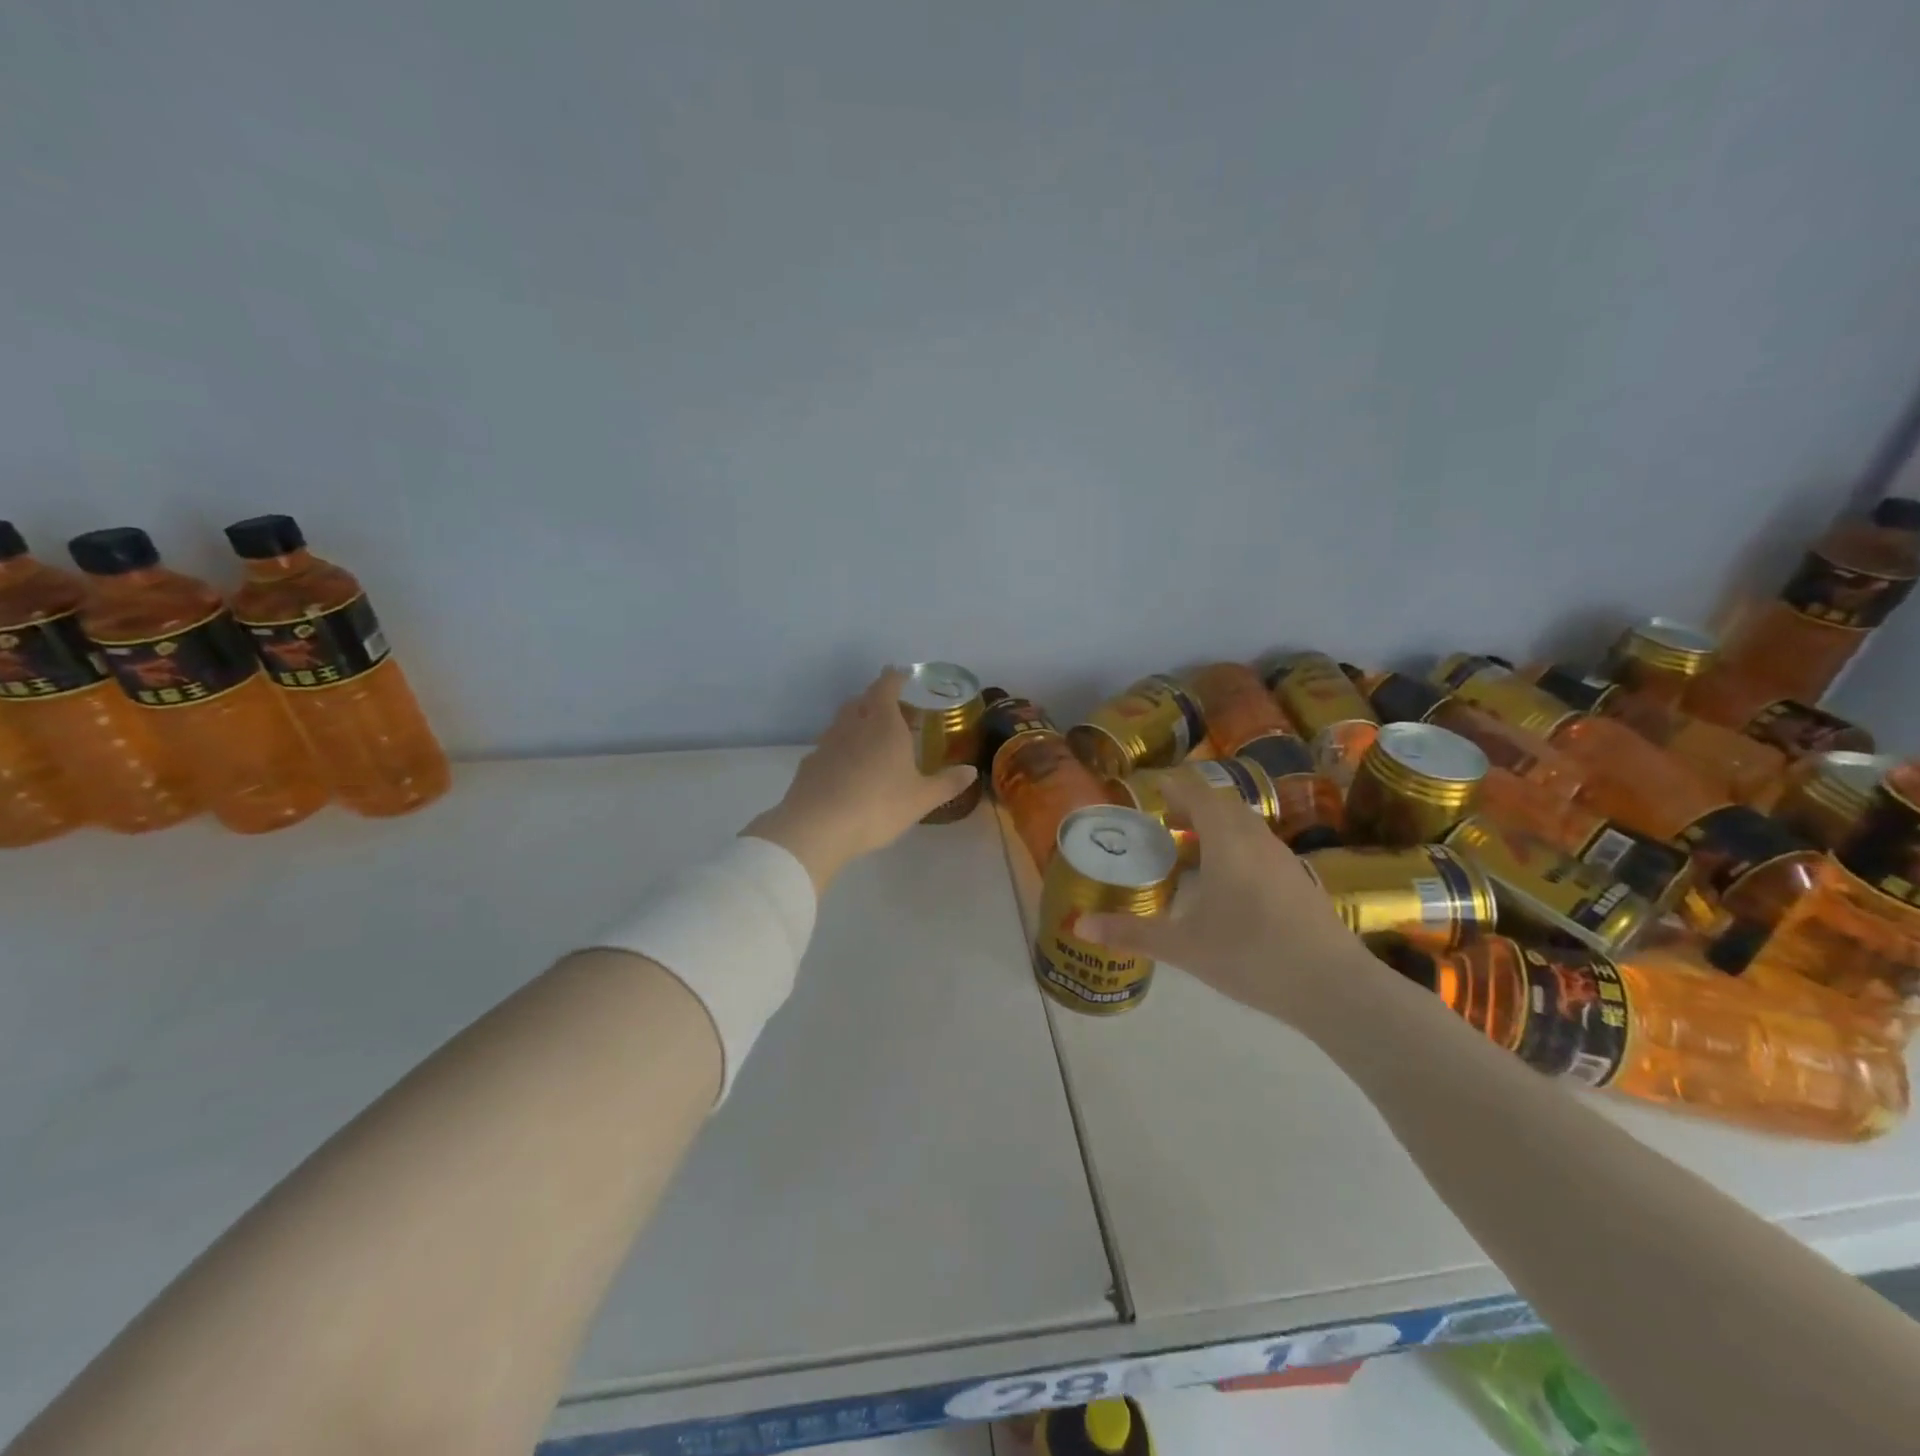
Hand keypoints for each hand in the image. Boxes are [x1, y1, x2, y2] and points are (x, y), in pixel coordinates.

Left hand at [744, 668, 978, 893]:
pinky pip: (830, 745)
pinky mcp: (810, 762)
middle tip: (895, 713)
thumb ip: (947, 783)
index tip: (902, 675)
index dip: (895, 677)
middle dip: (878, 700)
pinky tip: (849, 769)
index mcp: (884, 724)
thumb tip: (971, 770)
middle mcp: (853, 725)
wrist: (817, 826)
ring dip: (858, 722)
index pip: (886, 686)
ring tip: (873, 741)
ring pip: (843, 721)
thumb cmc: (878, 806)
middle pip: (863, 700)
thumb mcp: (921, 799)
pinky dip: (842, 748)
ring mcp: (827, 742)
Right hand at [1077, 776, 1374, 1026]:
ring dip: (1216, 827)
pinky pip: (1260, 847)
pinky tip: (1227, 883)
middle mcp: (1256, 840)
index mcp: (1227, 842)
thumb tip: (1080, 925)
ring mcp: (1283, 860)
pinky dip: (1236, 847)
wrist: (1334, 987)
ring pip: (1245, 826)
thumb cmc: (1251, 955)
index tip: (1150, 791)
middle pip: (1222, 805)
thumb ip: (1132, 933)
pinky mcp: (1299, 881)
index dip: (1173, 787)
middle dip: (1191, 806)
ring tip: (1191, 851)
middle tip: (1163, 824)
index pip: (1197, 794)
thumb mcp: (1184, 947)